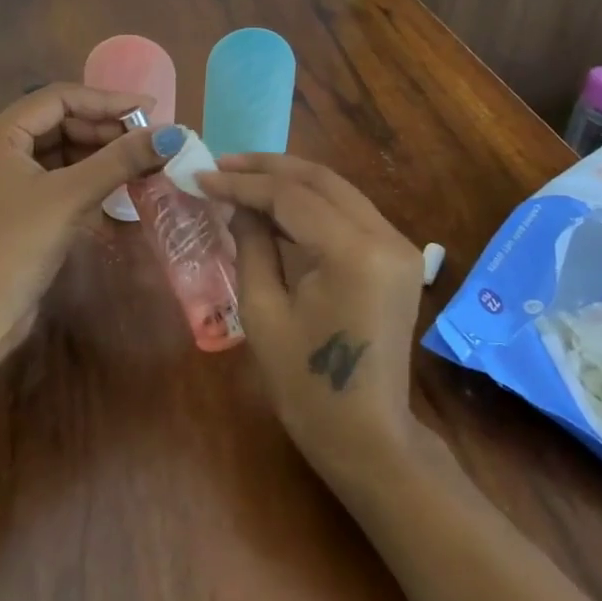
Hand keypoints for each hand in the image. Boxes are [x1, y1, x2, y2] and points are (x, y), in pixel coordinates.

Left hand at [0, 84, 170, 386]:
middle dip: (107, 129)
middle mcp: (1, 146)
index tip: (149, 110)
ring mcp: (10, 176)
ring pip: (65, 149)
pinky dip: (90, 176)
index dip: (107, 101)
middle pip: (63, 122)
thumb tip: (171, 134)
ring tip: (143, 160)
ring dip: (102, 154)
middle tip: (150, 140)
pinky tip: (121, 183)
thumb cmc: (17, 245)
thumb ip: (120, 160)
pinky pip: (62, 175)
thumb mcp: (71, 197)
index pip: (60, 98)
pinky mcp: (22, 202)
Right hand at [196, 154, 427, 485]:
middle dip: (267, 168)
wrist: (366, 436)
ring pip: (338, 190)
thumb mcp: (263, 313)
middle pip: (321, 180)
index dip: (243, 184)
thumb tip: (238, 204)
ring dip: (289, 181)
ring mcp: (399, 246)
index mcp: (353, 254)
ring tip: (241, 178)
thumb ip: (251, 245)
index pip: (292, 197)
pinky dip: (312, 203)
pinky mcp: (398, 257)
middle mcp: (386, 238)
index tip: (201, 177)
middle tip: (221, 164)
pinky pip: (350, 213)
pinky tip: (276, 206)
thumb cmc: (306, 387)